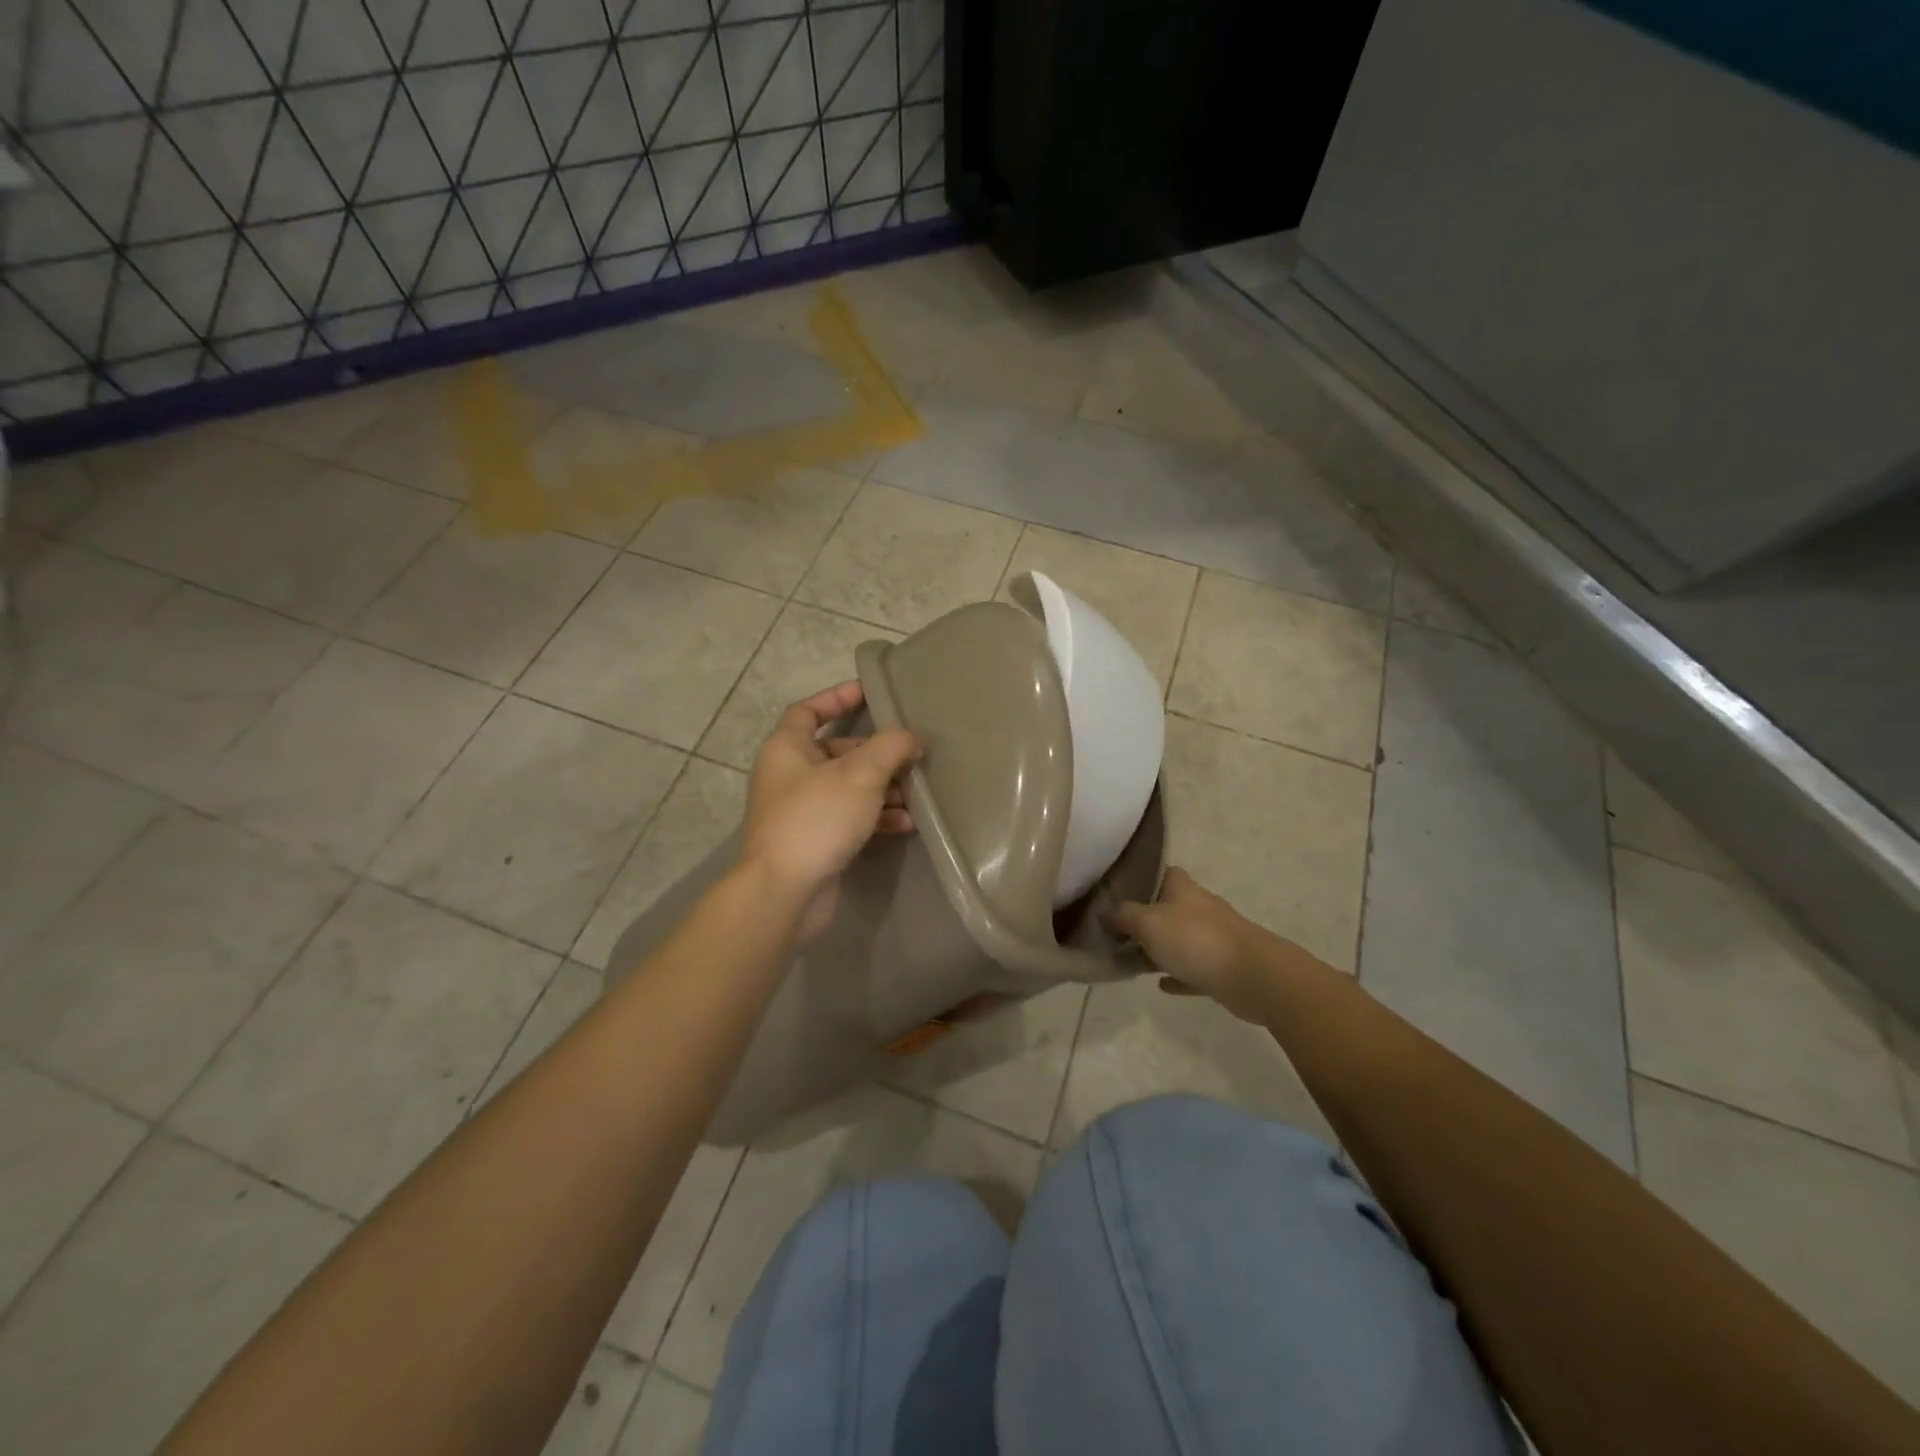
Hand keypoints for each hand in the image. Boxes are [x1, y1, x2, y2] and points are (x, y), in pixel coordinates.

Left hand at [740, 681, 921, 942]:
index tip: (870, 691)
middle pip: (836, 751)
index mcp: (787, 749)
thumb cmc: (818, 818)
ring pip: (847, 787)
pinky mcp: (814, 841)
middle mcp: (789, 776)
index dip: (838, 697)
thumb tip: (912, 737)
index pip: (809, 710)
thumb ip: (891, 747)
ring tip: (915, 793)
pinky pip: (849, 818)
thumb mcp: (861, 774)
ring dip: (882, 788)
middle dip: (875, 753)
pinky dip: (875, 817)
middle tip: (909, 753)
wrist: (785, 892)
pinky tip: (906, 823)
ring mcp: (800, 811)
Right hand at [1106, 868, 1269, 1022]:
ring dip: (1161, 948)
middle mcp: (1201, 908)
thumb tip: (1102, 913)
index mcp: (1184, 889)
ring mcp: (1215, 939)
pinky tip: (1161, 984)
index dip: (1144, 878)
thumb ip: (1122, 916)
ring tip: (1132, 958)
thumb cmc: (1196, 940)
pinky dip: (1177, 975)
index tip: (1120, 892)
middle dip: (1147, 916)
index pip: (1164, 873)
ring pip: (1181, 939)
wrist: (1254, 976)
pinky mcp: (1223, 968)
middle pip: (1170, 906)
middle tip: (1117, 930)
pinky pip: (1193, 969)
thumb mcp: (1147, 922)